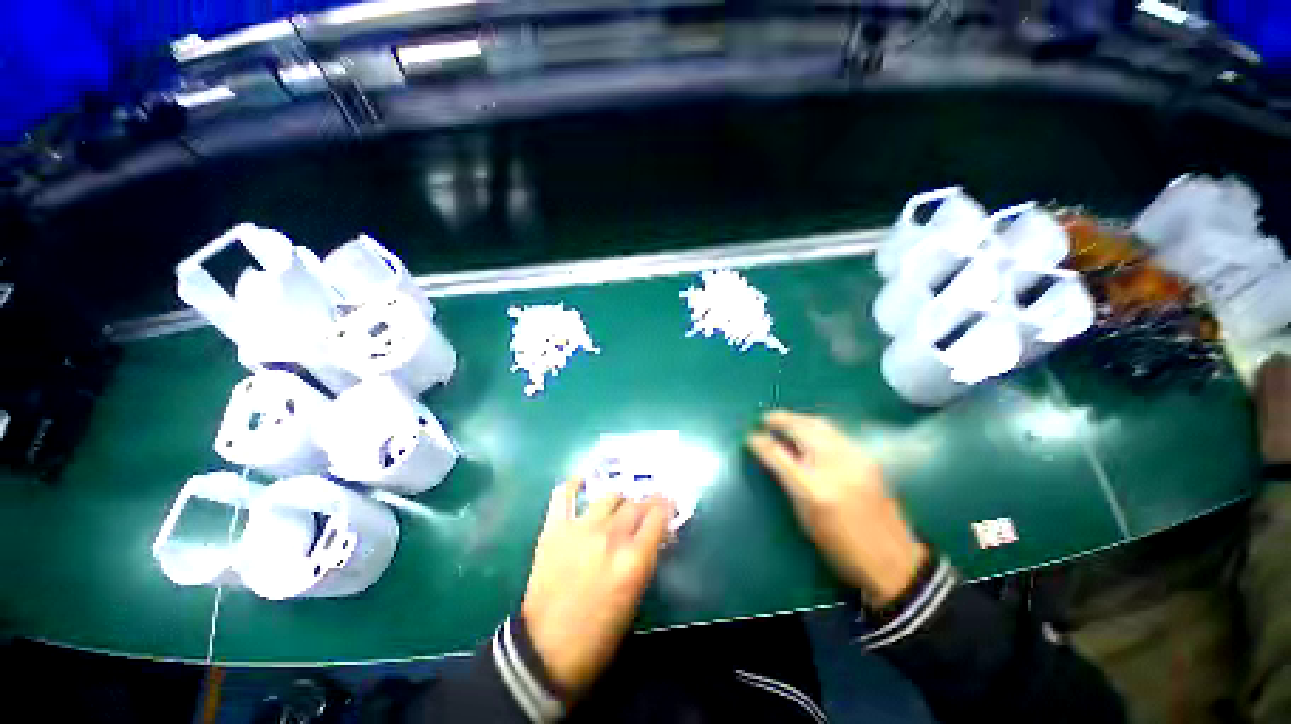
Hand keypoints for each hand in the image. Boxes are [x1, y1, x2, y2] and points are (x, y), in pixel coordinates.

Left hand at [521, 480, 672, 698]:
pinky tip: (583, 481)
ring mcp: (581, 528)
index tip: (668, 503)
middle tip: (646, 508)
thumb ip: (645, 559)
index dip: (667, 506)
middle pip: (636, 504)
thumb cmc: (598, 634)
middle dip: (646, 503)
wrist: (545, 650)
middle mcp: (610, 537)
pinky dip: (575, 484)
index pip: (658, 516)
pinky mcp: (555, 528)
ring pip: (610, 495)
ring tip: (619, 505)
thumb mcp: (634, 598)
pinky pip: (565, 494)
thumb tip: (655, 534)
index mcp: (633, 560)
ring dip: (619, 498)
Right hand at [748, 410, 927, 605]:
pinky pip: (835, 431)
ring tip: (783, 420)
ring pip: (820, 423)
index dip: (761, 442)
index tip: (750, 436)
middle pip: (801, 429)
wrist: (892, 559)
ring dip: (798, 418)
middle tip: (766, 419)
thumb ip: (787, 481)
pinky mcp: (867, 457)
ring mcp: (854, 458)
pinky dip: (816, 425)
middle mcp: (835, 466)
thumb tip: (771, 455)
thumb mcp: (805, 518)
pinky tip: (808, 430)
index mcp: (814, 489)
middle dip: (780, 419)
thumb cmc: (840, 547)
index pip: (779, 454)